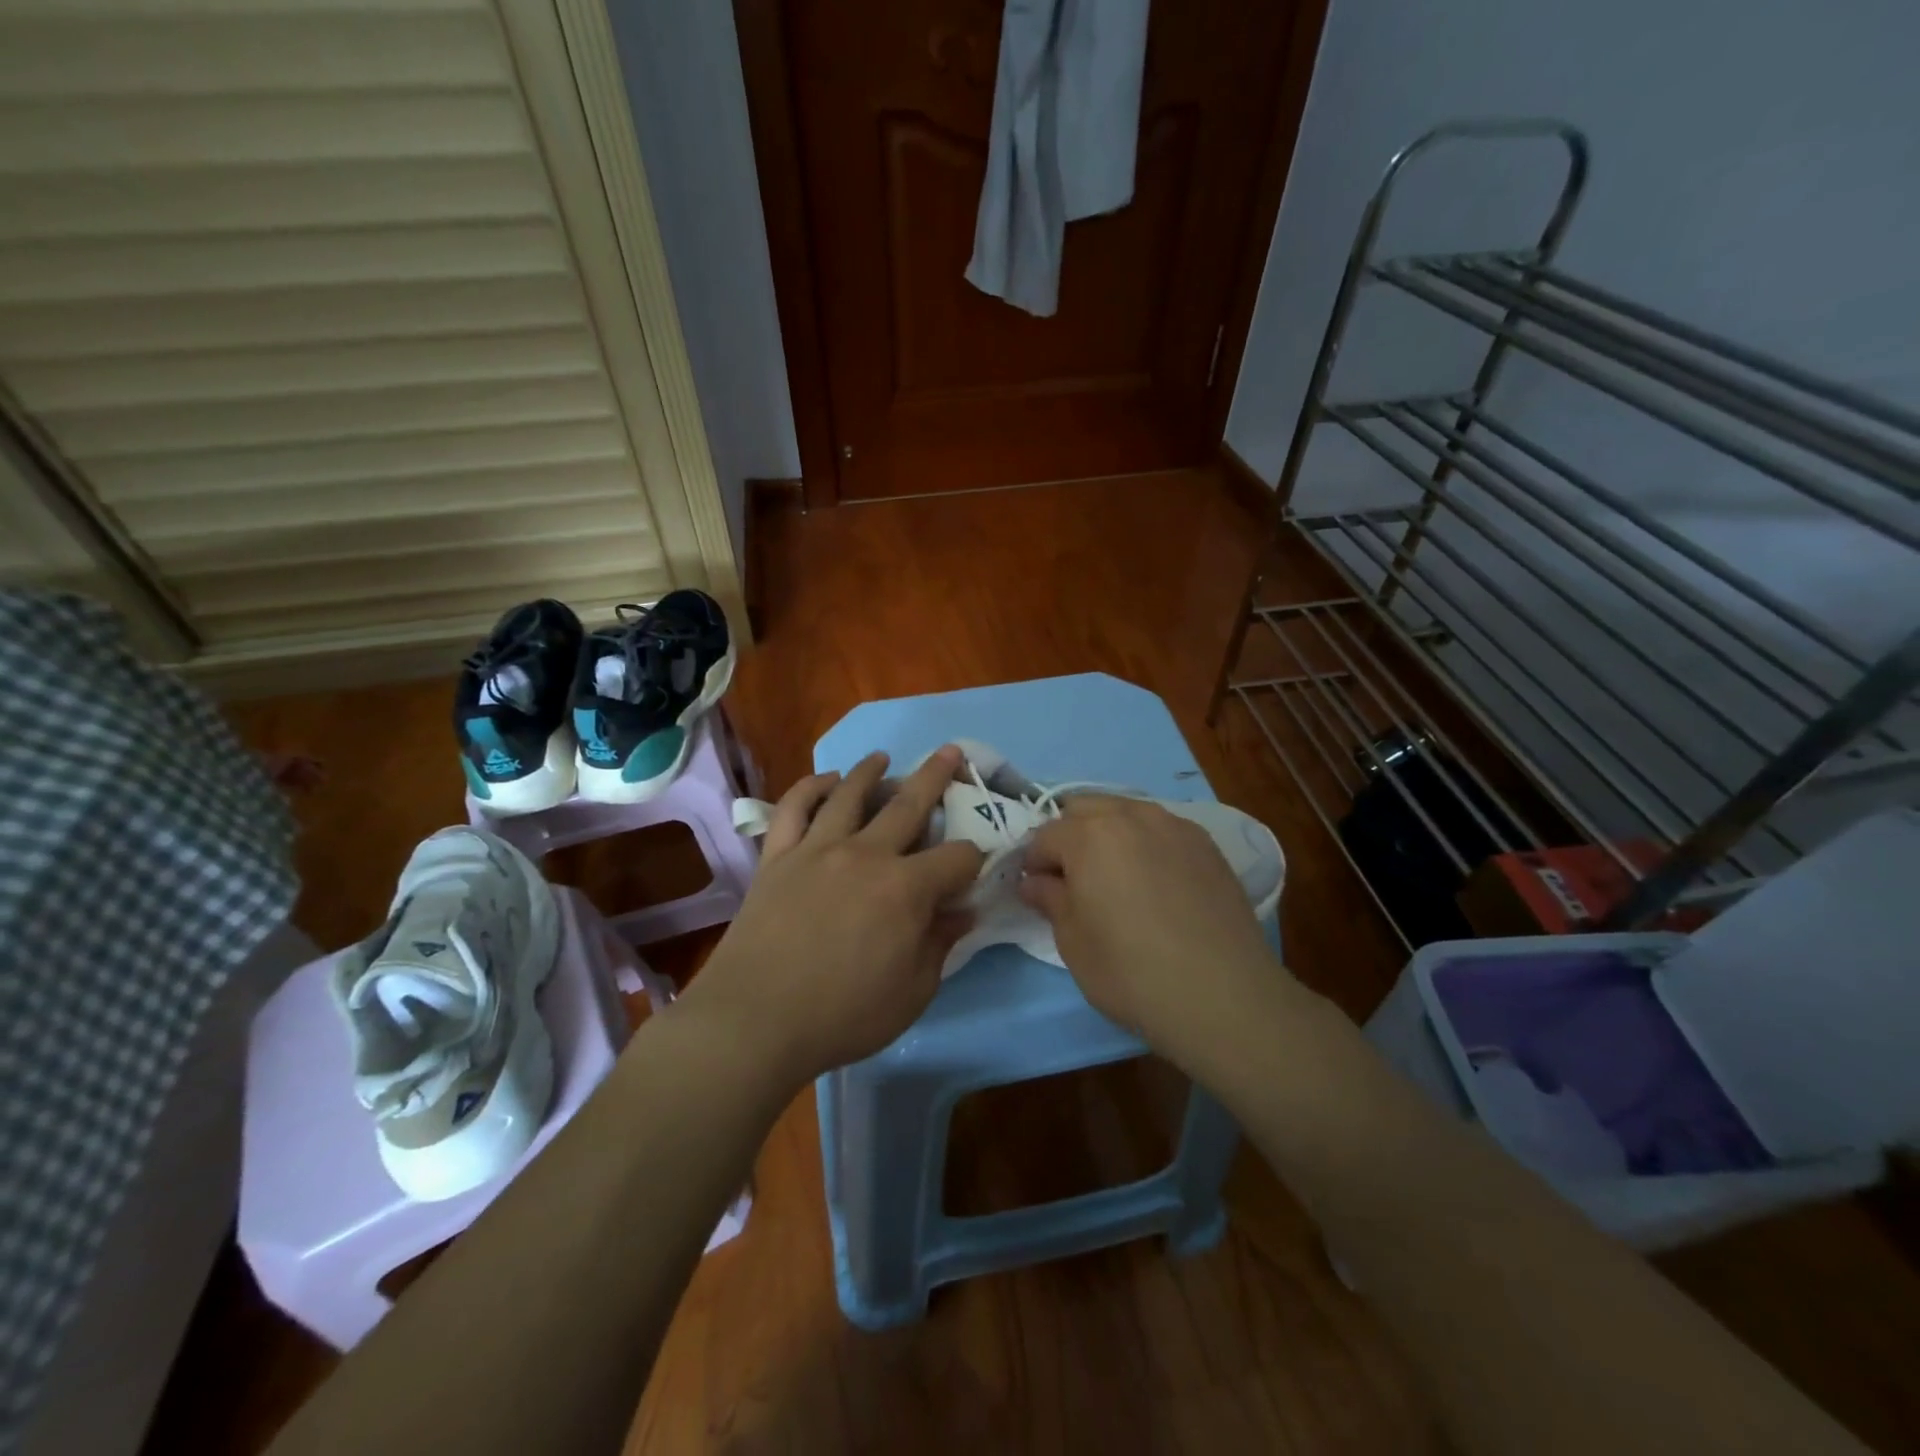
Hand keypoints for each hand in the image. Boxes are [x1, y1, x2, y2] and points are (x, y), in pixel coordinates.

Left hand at [679, 747, 983, 1088]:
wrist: (754, 1021)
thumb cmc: (842, 1016)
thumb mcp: (913, 993)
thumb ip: (940, 945)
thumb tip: (963, 912)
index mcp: (906, 889)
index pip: (957, 858)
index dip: (974, 859)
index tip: (973, 869)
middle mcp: (866, 854)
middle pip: (909, 804)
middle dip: (936, 777)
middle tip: (950, 752)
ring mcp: (817, 849)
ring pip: (849, 794)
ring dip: (870, 771)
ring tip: (882, 758)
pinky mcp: (778, 856)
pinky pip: (794, 808)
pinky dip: (811, 787)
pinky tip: (825, 781)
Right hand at [1017, 796, 1285, 1061]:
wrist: (1223, 996)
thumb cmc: (1131, 972)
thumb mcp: (1073, 942)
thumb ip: (1050, 899)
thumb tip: (1035, 881)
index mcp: (1090, 835)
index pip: (1045, 835)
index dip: (1034, 862)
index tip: (1037, 890)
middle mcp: (1132, 816)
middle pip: (1085, 809)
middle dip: (1069, 836)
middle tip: (1072, 880)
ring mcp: (1175, 826)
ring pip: (1126, 812)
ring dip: (1108, 833)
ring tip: (1115, 877)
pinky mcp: (1207, 845)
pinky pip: (1162, 829)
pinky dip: (1146, 843)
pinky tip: (1154, 882)